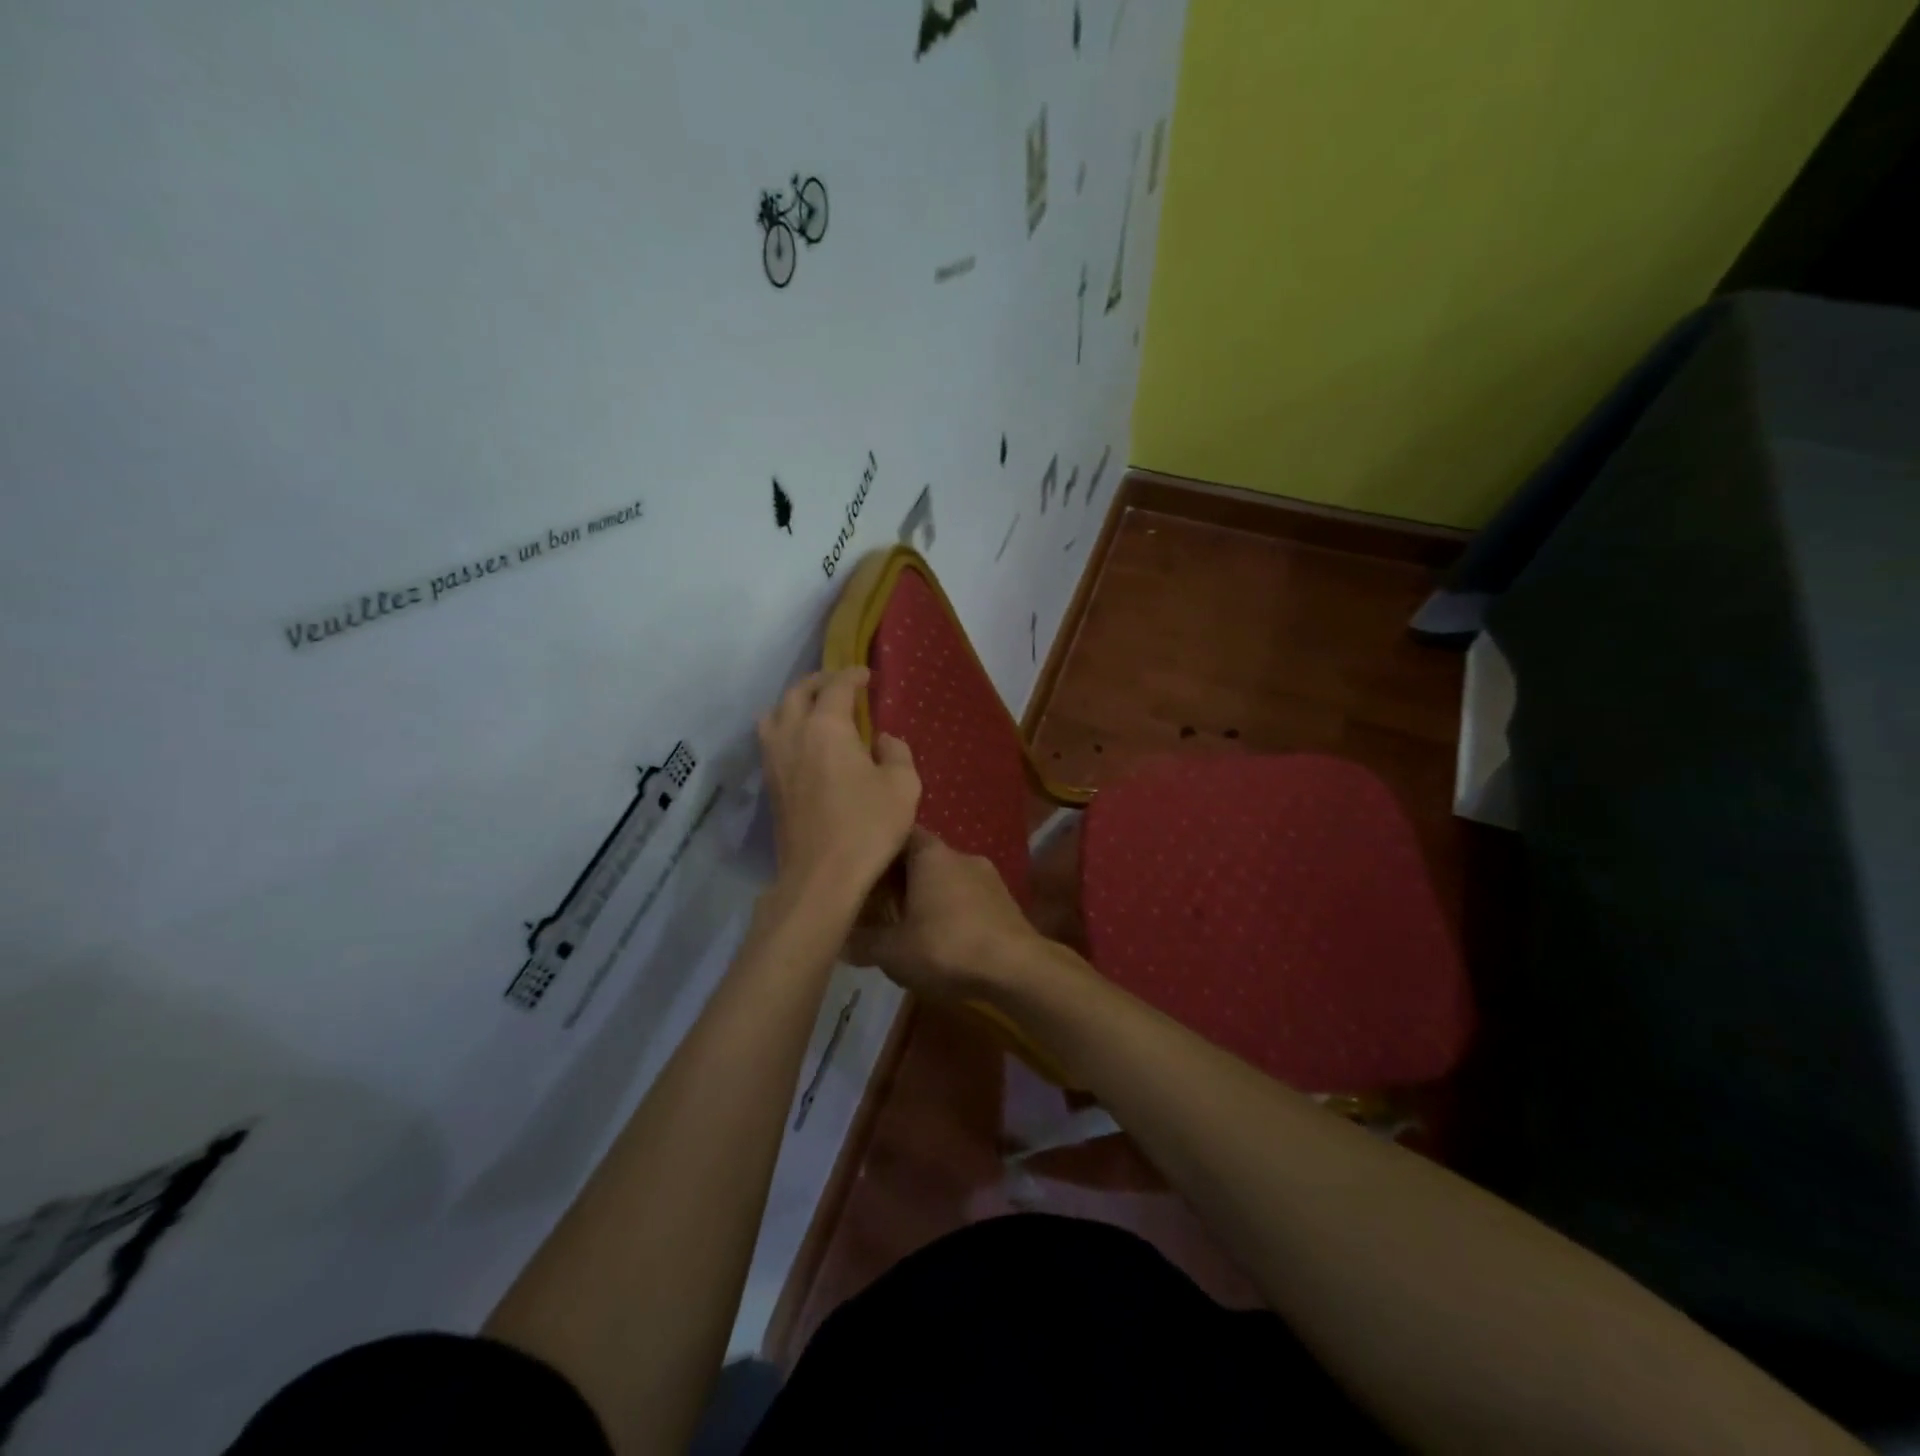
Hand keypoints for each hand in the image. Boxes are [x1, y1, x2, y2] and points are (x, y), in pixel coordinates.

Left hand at [757, 667, 919, 905]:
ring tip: (814, 709)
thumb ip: (897, 753)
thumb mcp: (903, 786)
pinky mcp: (769, 785)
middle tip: (840, 684)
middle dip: (819, 682)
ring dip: (794, 703)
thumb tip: (882, 740)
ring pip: (774, 714)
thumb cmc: (867, 827)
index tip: (867, 676)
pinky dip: (785, 727)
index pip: (836, 687)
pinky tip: (804, 742)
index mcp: (826, 727)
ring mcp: (775, 760)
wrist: (821, 877)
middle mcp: (793, 734)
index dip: (852, 675)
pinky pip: (771, 739)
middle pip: (797, 693)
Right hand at [845, 828, 1040, 997]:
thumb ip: (862, 942)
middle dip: (899, 878)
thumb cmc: (947, 947)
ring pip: (945, 878)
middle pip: (921, 858)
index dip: (877, 851)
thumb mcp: (892, 951)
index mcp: (930, 853)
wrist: (1017, 968)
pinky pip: (966, 897)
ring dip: (926, 895)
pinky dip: (950, 910)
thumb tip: (838, 939)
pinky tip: (941, 937)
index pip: (898, 835)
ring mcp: (987, 876)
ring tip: (906, 923)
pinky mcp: (1004, 900)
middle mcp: (960, 854)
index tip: (860, 869)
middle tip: (875, 903)